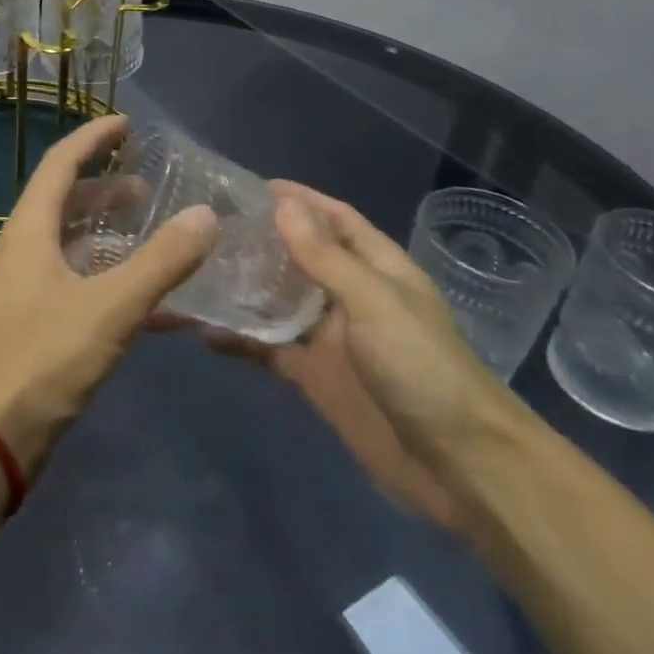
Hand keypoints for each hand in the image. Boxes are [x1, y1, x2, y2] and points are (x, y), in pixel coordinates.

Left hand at [0, 115, 218, 475]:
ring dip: (111, 234)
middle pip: (65, 202)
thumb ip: (161, 261)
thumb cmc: (42, 360)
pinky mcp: (37, 326)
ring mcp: (28, 290)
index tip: (126, 123)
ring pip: (74, 245)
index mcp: (29, 231)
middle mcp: (24, 251)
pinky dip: (114, 282)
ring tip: (154, 232)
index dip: (92, 138)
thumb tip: (207, 214)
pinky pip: (81, 286)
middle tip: (149, 184)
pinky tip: (156, 302)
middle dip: (105, 187)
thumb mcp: (110, 307)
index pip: (59, 164)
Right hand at [189, 181, 532, 531]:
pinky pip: (270, 349)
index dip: (299, 199)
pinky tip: (203, 332)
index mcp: (376, 268)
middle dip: (262, 239)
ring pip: (279, 301)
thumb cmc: (423, 369)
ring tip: (195, 268)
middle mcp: (350, 295)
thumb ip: (326, 257)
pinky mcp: (315, 376)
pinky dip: (241, 339)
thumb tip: (282, 204)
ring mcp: (331, 338)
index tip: (249, 186)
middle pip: (300, 256)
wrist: (459, 467)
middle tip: (207, 225)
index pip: (334, 218)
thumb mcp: (374, 303)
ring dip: (245, 286)